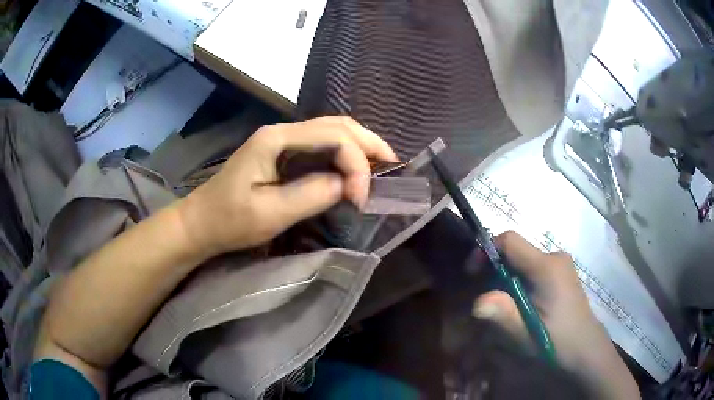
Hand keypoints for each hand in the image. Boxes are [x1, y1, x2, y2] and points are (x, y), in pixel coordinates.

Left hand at [177, 116, 397, 258]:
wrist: (202, 221)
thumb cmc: (229, 220)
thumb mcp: (270, 213)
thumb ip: (312, 194)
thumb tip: (347, 184)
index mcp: (277, 139)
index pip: (333, 137)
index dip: (356, 166)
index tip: (361, 200)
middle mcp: (284, 131)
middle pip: (337, 124)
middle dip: (369, 144)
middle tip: (393, 167)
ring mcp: (284, 139)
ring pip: (333, 130)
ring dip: (361, 145)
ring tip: (383, 165)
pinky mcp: (284, 152)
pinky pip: (323, 144)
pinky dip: (346, 153)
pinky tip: (357, 167)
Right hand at [473, 231, 639, 398]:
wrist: (586, 347)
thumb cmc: (558, 341)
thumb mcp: (527, 333)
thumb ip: (504, 315)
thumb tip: (476, 303)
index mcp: (547, 267)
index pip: (510, 240)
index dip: (486, 250)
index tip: (473, 272)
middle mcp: (555, 257)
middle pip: (516, 250)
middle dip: (496, 268)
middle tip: (488, 297)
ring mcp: (561, 263)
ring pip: (524, 259)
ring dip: (508, 276)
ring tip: (505, 304)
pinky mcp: (562, 271)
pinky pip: (534, 266)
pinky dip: (520, 279)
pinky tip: (523, 302)